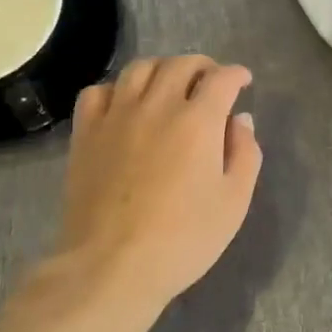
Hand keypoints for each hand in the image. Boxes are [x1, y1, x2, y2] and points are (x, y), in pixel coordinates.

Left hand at [54, 55, 261, 313]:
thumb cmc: (183, 239)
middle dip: (203, 66)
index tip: (243, 81)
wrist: (110, 268)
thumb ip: (245, 152)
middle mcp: (157, 105)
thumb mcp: (234, 201)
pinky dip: (116, 90)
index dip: (237, 74)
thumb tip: (240, 119)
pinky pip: (98, 92)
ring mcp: (117, 116)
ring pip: (139, 68)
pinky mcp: (86, 134)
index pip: (221, 78)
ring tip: (169, 86)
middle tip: (211, 82)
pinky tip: (125, 106)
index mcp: (198, 120)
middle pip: (180, 64)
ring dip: (161, 69)